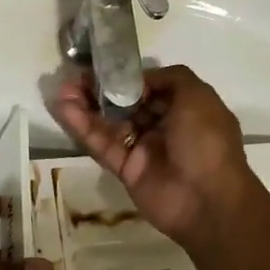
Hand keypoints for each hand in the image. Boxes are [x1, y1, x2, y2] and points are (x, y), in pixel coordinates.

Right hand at [53, 64, 257, 249]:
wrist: (207, 201)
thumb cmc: (206, 142)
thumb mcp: (198, 97)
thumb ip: (171, 78)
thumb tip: (141, 79)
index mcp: (184, 109)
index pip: (151, 88)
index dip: (128, 78)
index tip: (104, 68)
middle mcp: (163, 127)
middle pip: (126, 104)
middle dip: (101, 90)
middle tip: (74, 78)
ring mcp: (143, 149)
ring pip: (110, 123)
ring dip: (86, 106)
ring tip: (62, 90)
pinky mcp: (125, 169)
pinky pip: (102, 145)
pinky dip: (82, 128)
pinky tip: (64, 109)